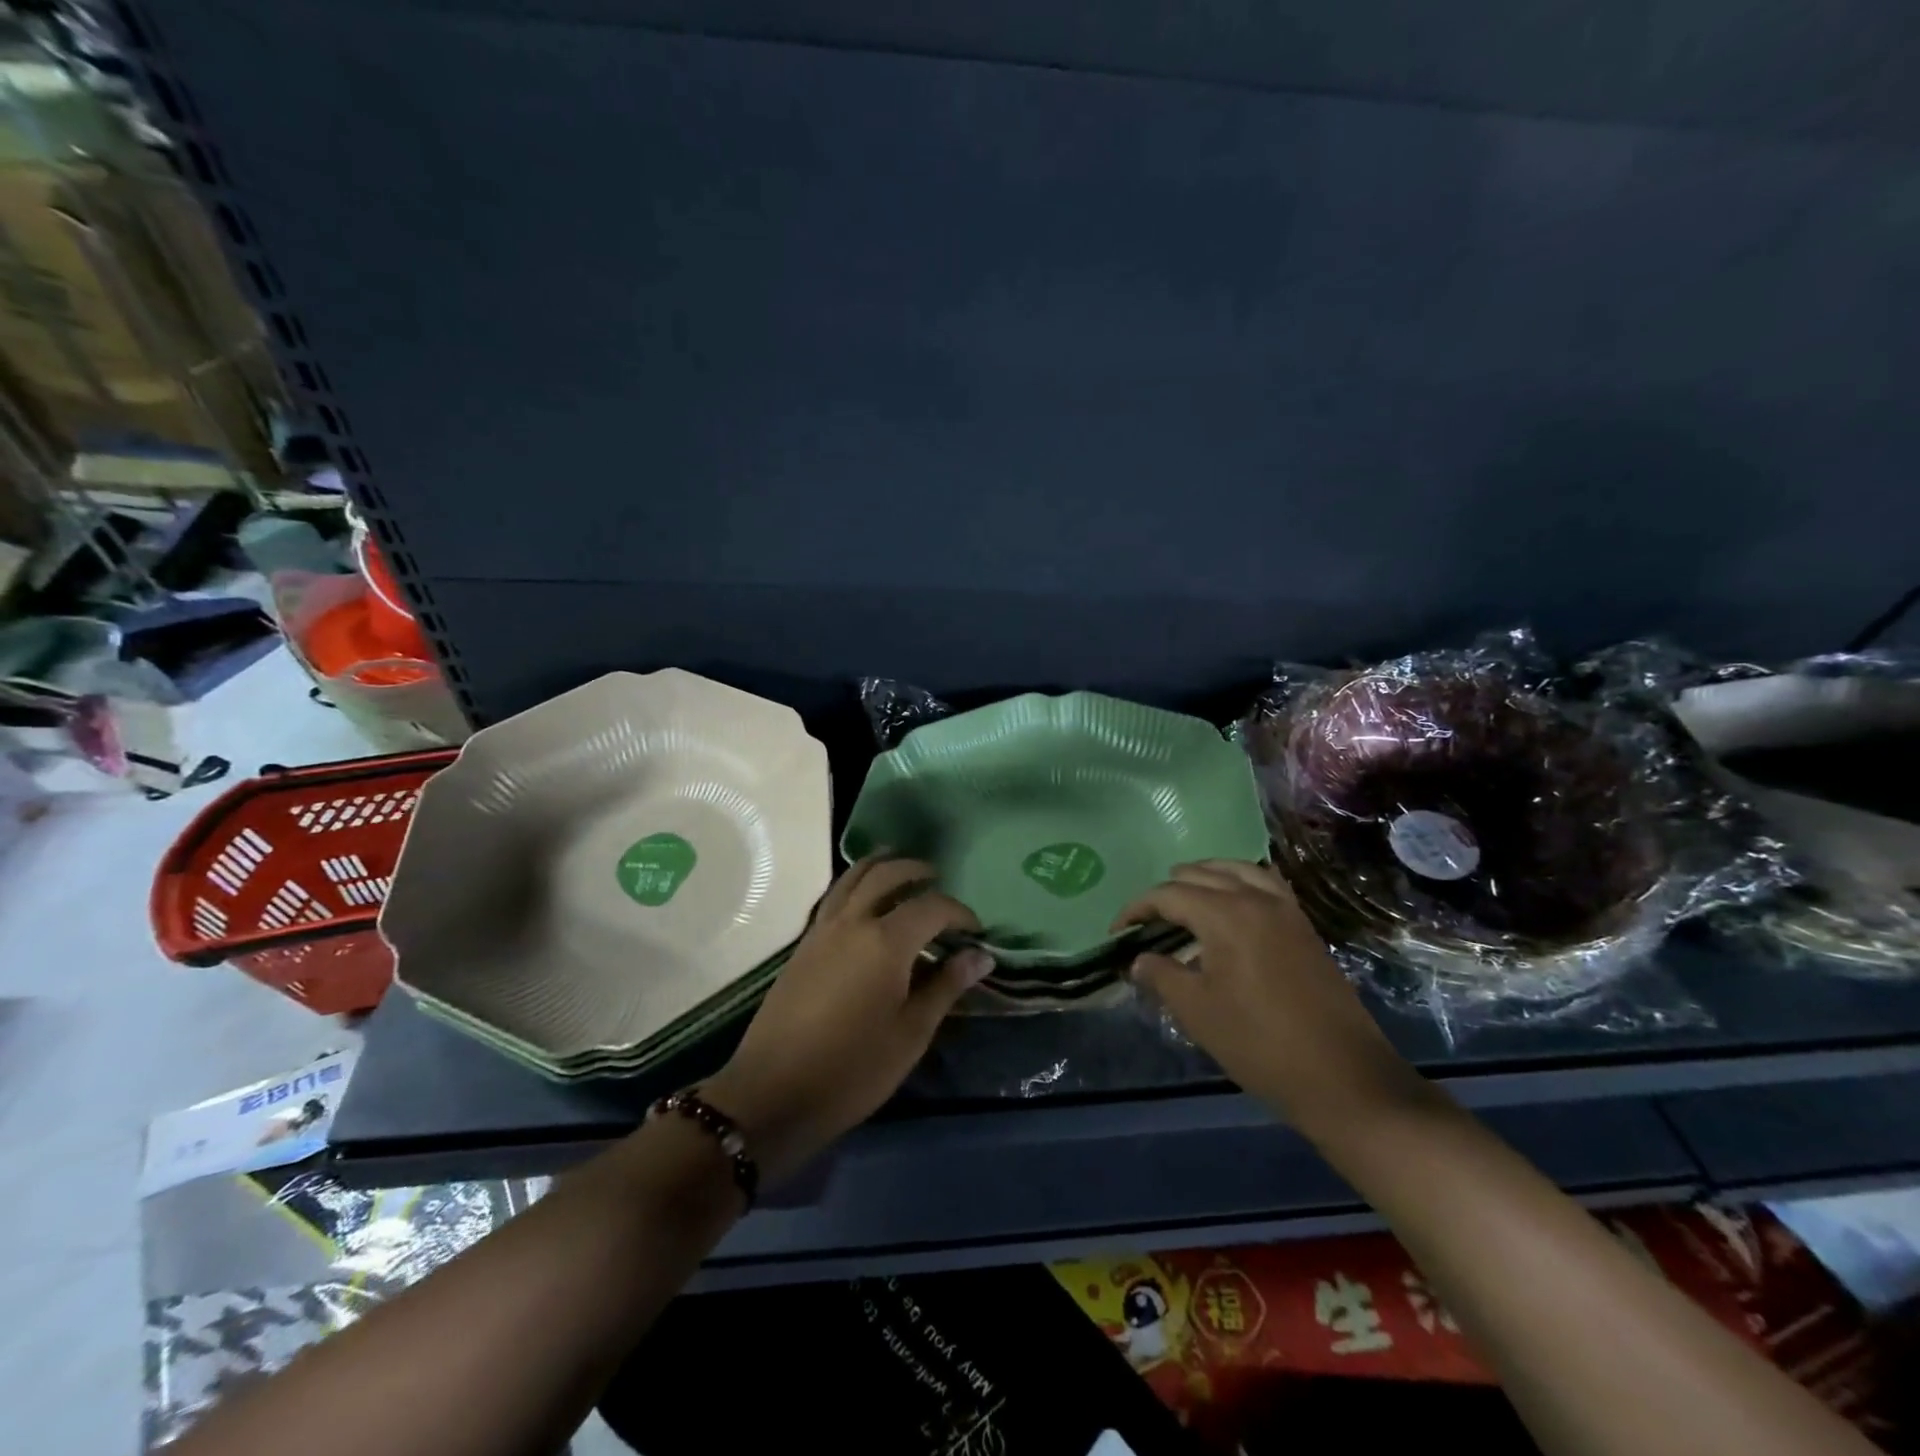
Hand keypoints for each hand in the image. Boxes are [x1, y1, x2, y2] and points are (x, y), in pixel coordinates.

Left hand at [703, 857, 992, 1182]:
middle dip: (915, 870)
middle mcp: (852, 922)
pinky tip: (865, 902)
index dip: (959, 913)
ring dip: (880, 865)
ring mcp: (822, 930)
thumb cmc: (853, 1068)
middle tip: (936, 878)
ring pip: (853, 877)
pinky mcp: (803, 945)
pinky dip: (855, 884)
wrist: (773, 1092)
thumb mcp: (911, 1033)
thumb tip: (980, 956)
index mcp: (885, 941)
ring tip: (900, 870)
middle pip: (886, 875)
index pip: (931, 907)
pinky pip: (834, 896)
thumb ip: (946, 986)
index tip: (975, 932)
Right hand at [1116, 861, 1419, 1130]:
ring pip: (1237, 870)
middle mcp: (1256, 898)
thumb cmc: (1259, 1044)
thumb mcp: (1196, 1011)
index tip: (1117, 932)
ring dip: (1205, 878)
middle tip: (1146, 921)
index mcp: (1225, 914)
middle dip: (1167, 892)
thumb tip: (1139, 959)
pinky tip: (1231, 907)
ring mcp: (1286, 910)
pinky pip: (1265, 884)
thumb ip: (1161, 975)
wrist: (1344, 1078)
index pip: (1168, 895)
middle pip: (1201, 875)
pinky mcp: (1305, 927)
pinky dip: (1240, 883)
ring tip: (1185, 900)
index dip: (1136, 909)